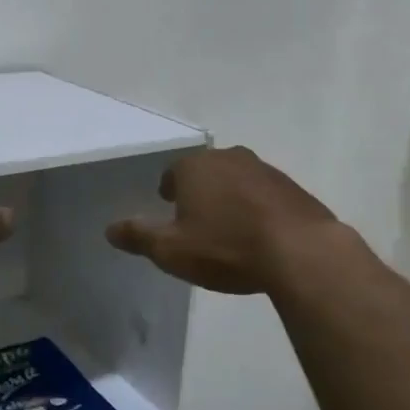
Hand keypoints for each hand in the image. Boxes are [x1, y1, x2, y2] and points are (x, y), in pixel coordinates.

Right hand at [104, 146, 340, 294]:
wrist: (300, 251)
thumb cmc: (225, 247)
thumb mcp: (171, 250)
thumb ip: (138, 236)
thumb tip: (109, 229)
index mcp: (195, 167)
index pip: (173, 172)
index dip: (169, 190)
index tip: (169, 206)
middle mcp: (229, 158)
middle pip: (206, 171)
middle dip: (200, 190)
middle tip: (196, 216)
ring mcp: (265, 170)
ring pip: (237, 180)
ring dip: (230, 197)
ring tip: (228, 226)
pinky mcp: (293, 188)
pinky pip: (265, 195)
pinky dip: (257, 208)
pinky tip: (259, 233)